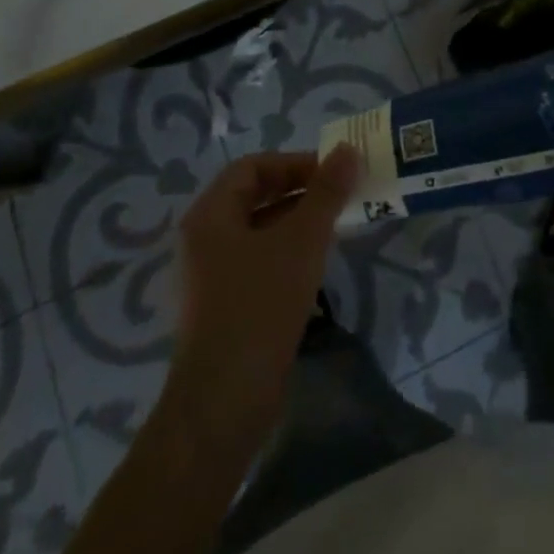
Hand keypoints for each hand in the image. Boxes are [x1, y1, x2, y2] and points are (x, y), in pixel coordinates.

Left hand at [163, 145, 359, 453]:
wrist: (223, 405)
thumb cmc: (259, 306)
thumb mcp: (301, 241)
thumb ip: (327, 192)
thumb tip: (348, 148)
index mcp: (210, 215)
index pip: (253, 166)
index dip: (294, 163)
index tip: (333, 172)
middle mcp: (205, 239)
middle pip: (256, 196)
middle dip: (300, 190)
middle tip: (341, 195)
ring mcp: (212, 276)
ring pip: (261, 230)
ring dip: (299, 221)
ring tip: (337, 226)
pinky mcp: (225, 307)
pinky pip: (260, 261)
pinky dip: (289, 253)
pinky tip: (317, 265)